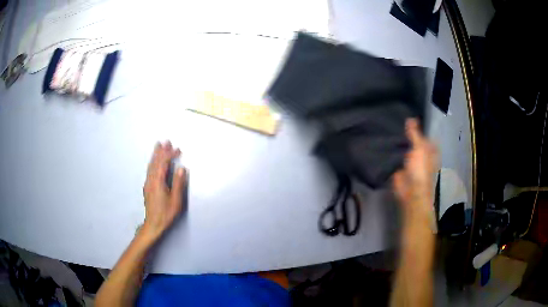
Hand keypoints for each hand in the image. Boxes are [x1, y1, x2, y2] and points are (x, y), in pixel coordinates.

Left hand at [142, 141, 186, 239]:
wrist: (153, 224)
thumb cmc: (166, 213)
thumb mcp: (175, 200)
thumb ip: (178, 183)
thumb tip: (181, 168)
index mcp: (158, 182)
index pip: (163, 164)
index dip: (170, 155)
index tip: (178, 150)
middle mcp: (151, 180)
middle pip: (155, 162)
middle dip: (161, 151)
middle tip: (166, 141)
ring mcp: (148, 183)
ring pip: (151, 165)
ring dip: (155, 155)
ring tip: (158, 146)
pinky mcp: (147, 187)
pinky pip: (149, 170)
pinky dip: (153, 162)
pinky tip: (154, 162)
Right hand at [393, 119, 437, 224]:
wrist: (411, 191)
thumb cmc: (420, 169)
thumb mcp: (419, 148)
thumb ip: (415, 133)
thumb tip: (411, 118)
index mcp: (429, 149)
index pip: (424, 134)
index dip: (418, 126)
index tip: (407, 115)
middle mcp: (420, 154)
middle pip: (413, 140)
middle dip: (405, 133)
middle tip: (394, 119)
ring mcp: (410, 161)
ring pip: (403, 148)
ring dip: (397, 142)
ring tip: (386, 127)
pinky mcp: (399, 167)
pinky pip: (394, 156)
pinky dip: (390, 152)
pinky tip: (382, 142)